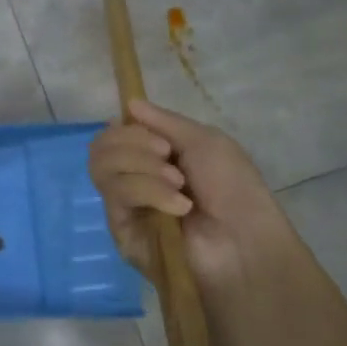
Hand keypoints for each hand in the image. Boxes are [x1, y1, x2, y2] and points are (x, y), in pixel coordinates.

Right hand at [89, 100, 290, 291]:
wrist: (245, 241)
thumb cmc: (233, 189)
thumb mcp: (206, 141)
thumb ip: (164, 121)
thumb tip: (128, 104)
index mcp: (151, 158)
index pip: (114, 135)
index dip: (128, 129)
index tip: (161, 139)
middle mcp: (132, 179)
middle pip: (101, 147)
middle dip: (133, 144)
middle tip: (168, 156)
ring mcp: (124, 206)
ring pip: (103, 168)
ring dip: (143, 167)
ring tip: (177, 183)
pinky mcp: (120, 230)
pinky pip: (116, 195)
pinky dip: (148, 191)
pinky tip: (178, 205)